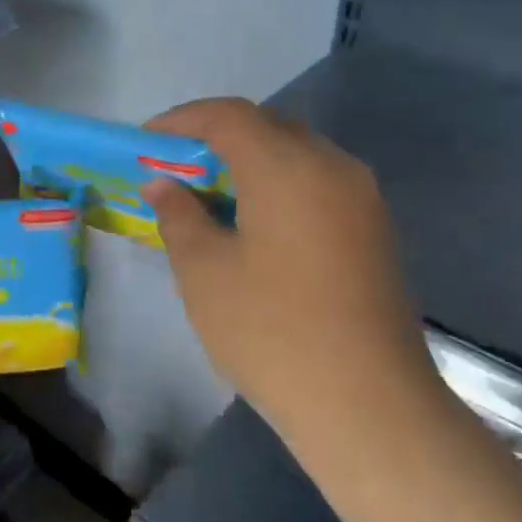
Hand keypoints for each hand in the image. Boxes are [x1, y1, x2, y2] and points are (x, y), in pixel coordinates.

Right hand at [143, 98, 440, 445]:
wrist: (368, 405)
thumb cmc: (271, 331)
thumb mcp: (204, 271)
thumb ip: (178, 215)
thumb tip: (163, 184)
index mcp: (287, 167)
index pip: (228, 116)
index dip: (182, 120)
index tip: (147, 140)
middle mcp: (331, 166)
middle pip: (267, 127)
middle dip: (216, 137)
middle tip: (175, 168)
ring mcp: (362, 198)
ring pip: (296, 154)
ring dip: (250, 161)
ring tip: (210, 196)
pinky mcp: (374, 230)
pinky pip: (318, 183)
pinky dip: (279, 185)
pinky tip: (255, 224)